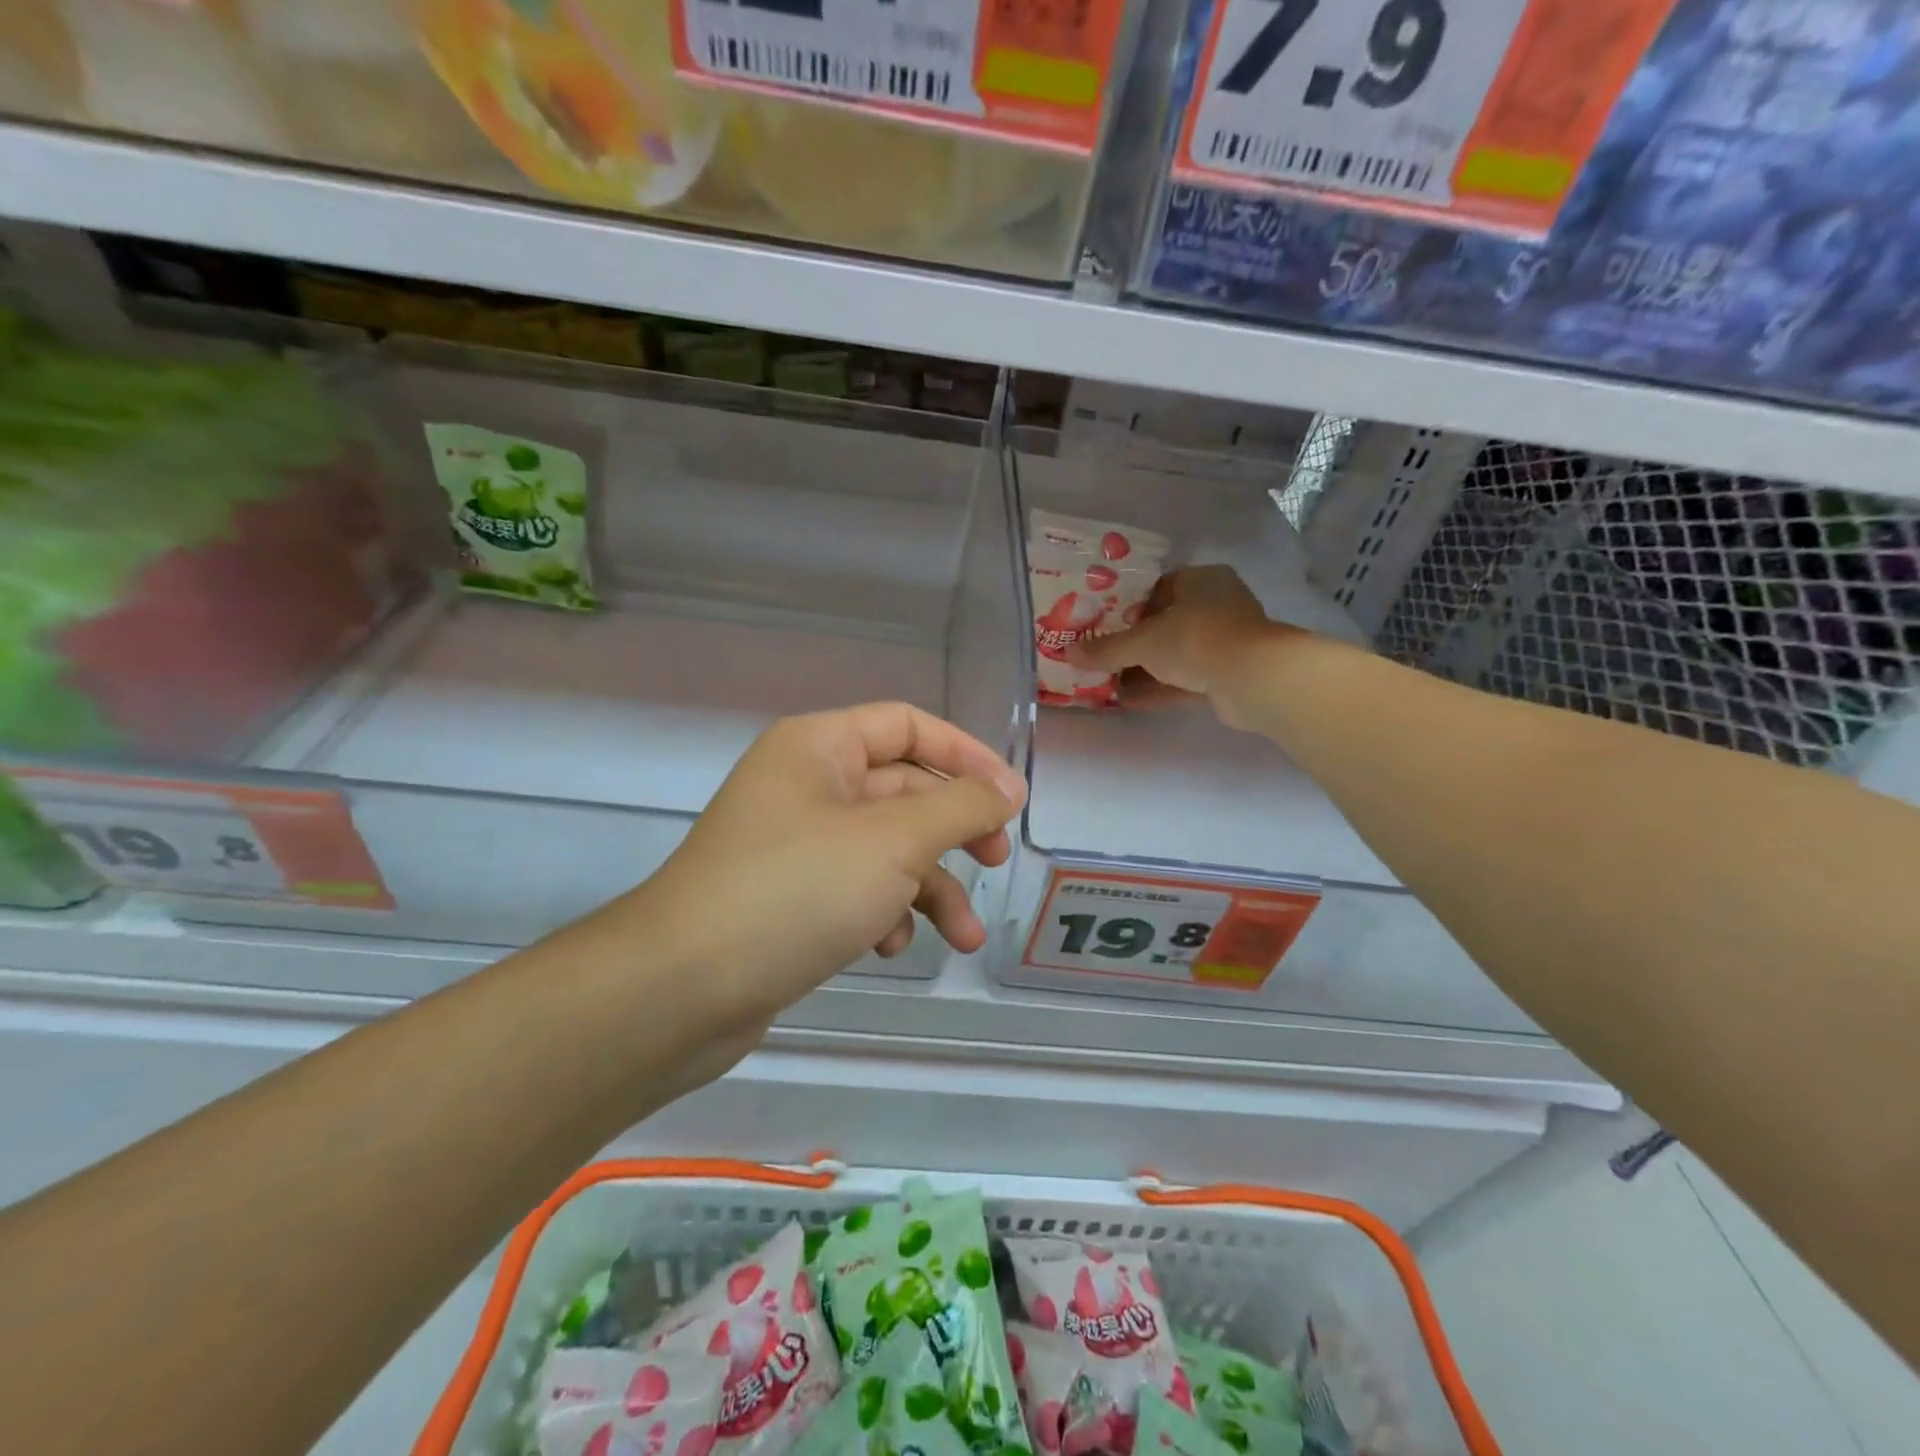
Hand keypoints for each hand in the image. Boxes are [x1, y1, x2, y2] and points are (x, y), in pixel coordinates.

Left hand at [603, 703, 1023, 1035]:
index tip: (1011, 799)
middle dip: (954, 831)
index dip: (966, 754)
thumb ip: (961, 806)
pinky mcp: (789, 897)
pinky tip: (888, 948)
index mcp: (819, 747)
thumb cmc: (797, 890)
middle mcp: (805, 785)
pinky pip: (855, 888)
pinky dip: (884, 912)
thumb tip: (1009, 788)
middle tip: (994, 861)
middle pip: (902, 790)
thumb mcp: (894, 841)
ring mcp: (795, 843)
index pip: (907, 725)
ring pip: (885, 848)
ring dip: (930, 887)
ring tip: (964, 938)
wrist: (681, 989)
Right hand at [1069, 566, 1290, 727]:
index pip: (1157, 587)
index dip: (1126, 605)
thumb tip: (1068, 653)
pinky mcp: (1226, 674)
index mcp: (1200, 581)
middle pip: (1163, 623)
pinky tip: (1127, 700)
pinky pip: (1184, 679)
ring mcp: (1223, 642)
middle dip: (1131, 642)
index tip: (1099, 622)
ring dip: (1142, 669)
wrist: (1254, 679)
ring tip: (1105, 681)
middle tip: (1098, 654)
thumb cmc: (1197, 639)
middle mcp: (1215, 605)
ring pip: (1173, 654)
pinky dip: (1158, 688)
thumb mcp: (1143, 641)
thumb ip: (1106, 649)